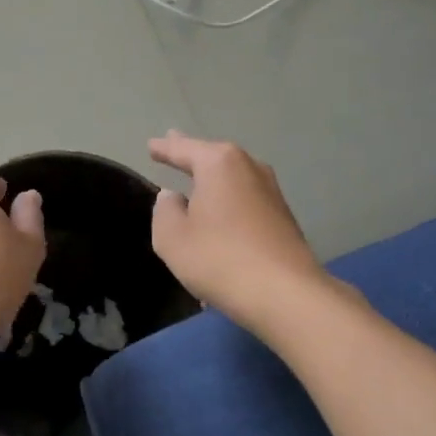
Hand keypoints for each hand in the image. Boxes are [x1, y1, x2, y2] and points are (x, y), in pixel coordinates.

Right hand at [149, 132, 324, 330]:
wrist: (285, 294)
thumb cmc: (219, 259)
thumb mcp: (172, 237)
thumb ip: (165, 211)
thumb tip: (173, 196)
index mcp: (219, 164)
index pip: (183, 149)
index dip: (164, 148)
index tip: (151, 145)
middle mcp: (249, 168)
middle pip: (213, 157)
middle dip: (192, 154)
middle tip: (173, 141)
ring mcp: (271, 192)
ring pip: (232, 179)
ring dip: (213, 181)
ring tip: (196, 177)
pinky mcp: (283, 218)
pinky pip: (245, 202)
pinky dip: (228, 204)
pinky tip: (219, 215)